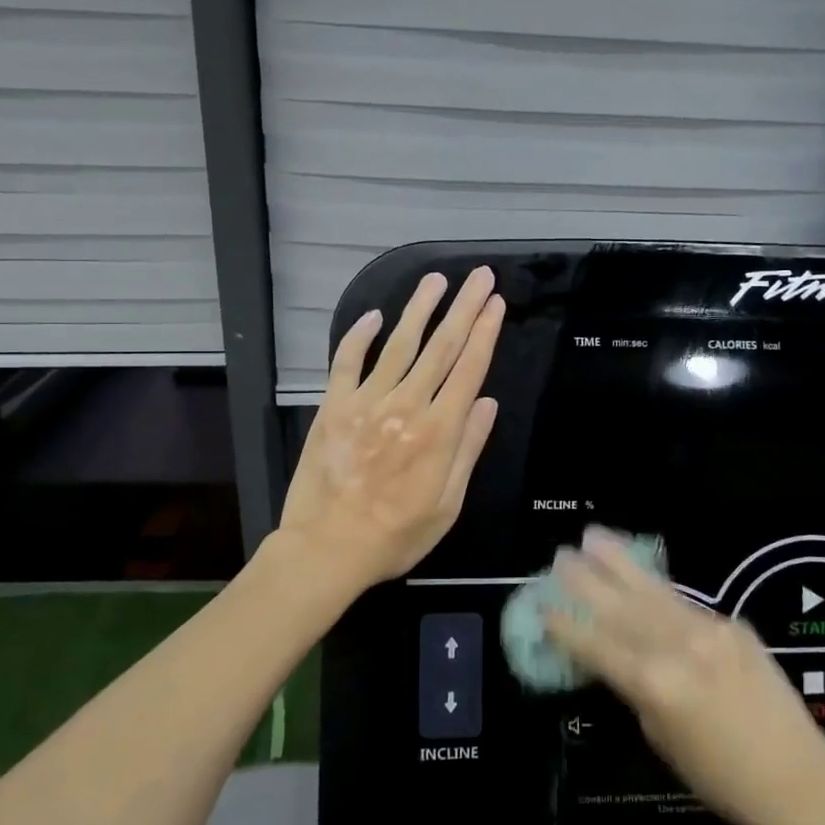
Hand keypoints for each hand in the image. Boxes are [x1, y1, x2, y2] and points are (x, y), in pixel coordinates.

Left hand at [277, 268, 503, 593]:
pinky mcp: (334, 407)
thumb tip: (486, 402)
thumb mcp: (447, 504)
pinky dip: (359, 336)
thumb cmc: (396, 535)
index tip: (496, 302)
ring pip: (398, 345)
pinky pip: (346, 362)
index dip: (485, 332)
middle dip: (463, 308)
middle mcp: (406, 406)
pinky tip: (374, 315)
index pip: (469, 368)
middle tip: (479, 276)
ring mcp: (366, 402)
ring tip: (435, 281)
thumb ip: (467, 449)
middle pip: (441, 347)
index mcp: (439, 431)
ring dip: (419, 309)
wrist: (329, 549)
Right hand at [545, 527, 824, 824]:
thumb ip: (636, 689)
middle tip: (560, 555)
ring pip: (652, 591)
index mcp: (653, 683)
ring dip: (620, 563)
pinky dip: (657, 589)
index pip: (597, 646)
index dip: (566, 626)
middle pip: (621, 606)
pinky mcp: (732, 623)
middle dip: (586, 580)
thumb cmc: (721, 778)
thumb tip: (618, 658)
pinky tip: (641, 577)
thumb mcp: (661, 738)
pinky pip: (684, 603)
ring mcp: (708, 629)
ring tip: (594, 536)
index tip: (542, 604)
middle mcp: (677, 646)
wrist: (798, 778)